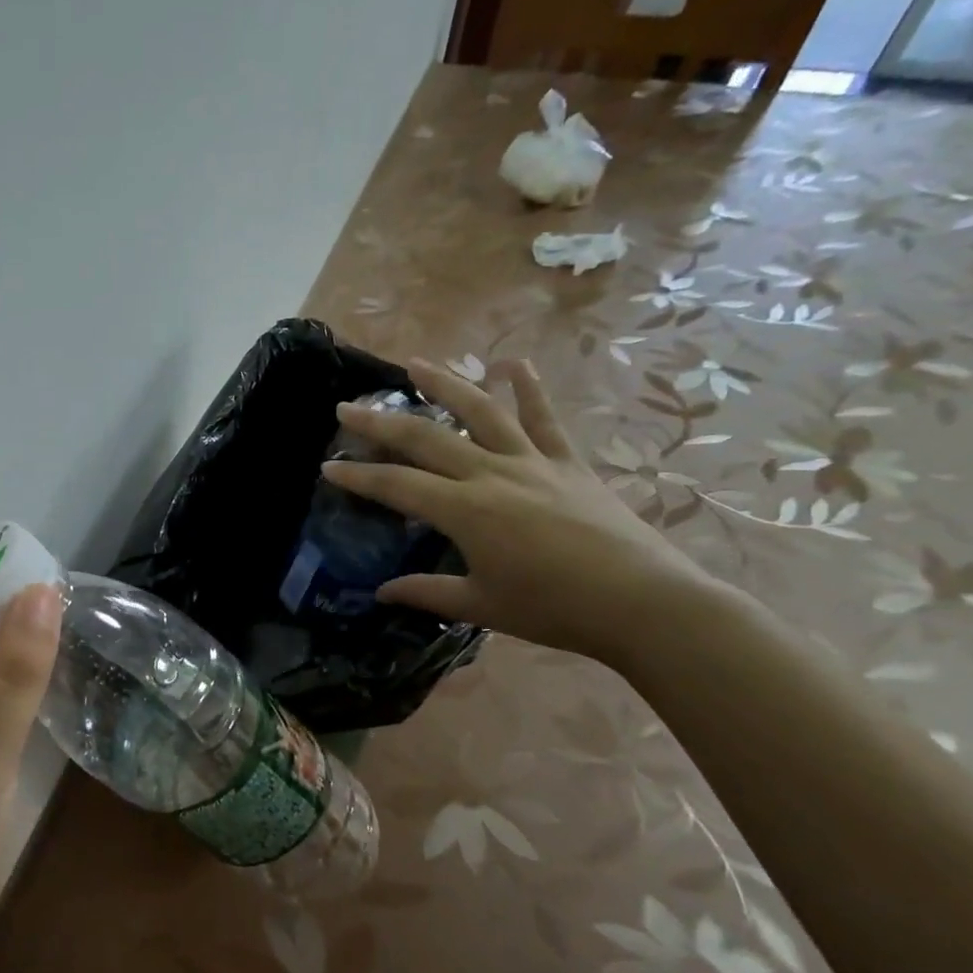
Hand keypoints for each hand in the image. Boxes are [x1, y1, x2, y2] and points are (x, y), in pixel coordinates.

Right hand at [323, 359, 715, 663]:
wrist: (642, 603)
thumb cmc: (553, 609)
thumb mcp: (481, 606)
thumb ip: (427, 593)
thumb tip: (382, 593)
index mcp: (465, 511)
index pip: (397, 486)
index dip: (359, 476)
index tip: (329, 466)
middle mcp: (491, 474)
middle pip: (426, 439)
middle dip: (381, 423)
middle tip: (347, 407)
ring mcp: (533, 462)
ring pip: (480, 412)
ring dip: (445, 385)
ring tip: (415, 365)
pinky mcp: (568, 462)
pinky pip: (544, 418)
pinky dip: (529, 389)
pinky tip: (512, 363)